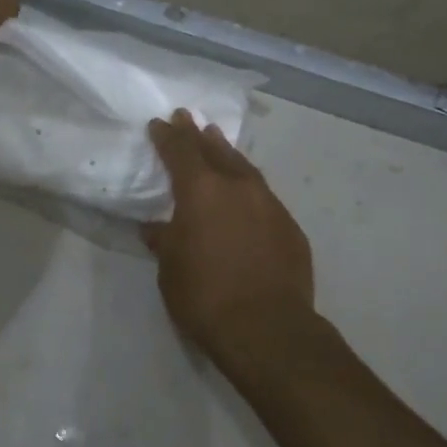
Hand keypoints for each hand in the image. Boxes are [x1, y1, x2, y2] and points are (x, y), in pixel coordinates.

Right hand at [142, 109, 314, 362]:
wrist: (268, 328)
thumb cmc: (206, 296)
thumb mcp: (170, 270)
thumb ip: (164, 241)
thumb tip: (156, 228)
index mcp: (201, 191)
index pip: (180, 152)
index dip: (168, 136)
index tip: (159, 123)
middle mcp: (237, 186)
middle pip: (214, 150)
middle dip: (197, 134)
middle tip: (188, 118)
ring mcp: (269, 203)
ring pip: (244, 167)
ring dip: (227, 153)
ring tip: (217, 140)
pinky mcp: (289, 226)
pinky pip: (263, 195)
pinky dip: (248, 186)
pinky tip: (245, 194)